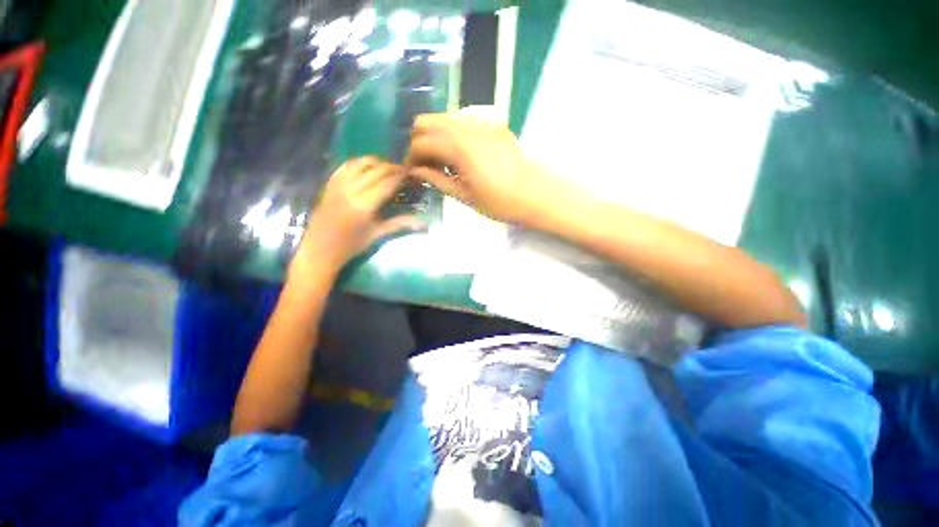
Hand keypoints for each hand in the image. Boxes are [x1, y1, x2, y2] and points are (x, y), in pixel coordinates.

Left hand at [294, 157, 421, 274]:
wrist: (320, 249)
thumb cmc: (352, 246)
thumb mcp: (378, 234)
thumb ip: (400, 224)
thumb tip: (425, 224)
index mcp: (364, 206)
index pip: (387, 183)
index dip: (400, 176)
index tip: (411, 174)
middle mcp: (351, 190)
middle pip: (376, 170)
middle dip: (392, 167)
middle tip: (403, 171)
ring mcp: (338, 185)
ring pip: (360, 163)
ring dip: (376, 162)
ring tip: (387, 168)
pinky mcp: (329, 184)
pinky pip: (345, 166)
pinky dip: (358, 163)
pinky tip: (367, 167)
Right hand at [405, 113, 568, 224]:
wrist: (535, 193)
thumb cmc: (499, 201)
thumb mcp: (464, 196)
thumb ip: (437, 179)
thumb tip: (416, 171)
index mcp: (456, 146)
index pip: (420, 143)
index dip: (410, 158)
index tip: (411, 173)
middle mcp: (465, 125)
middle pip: (426, 121)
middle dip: (419, 142)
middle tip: (425, 166)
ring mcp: (480, 121)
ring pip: (444, 118)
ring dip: (435, 136)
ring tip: (442, 162)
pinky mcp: (491, 124)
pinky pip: (462, 121)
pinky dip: (452, 134)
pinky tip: (460, 155)